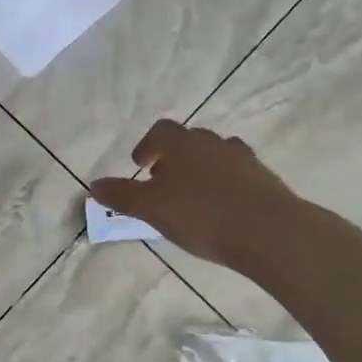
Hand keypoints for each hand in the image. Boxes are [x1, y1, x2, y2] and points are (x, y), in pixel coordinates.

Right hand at [89, 119, 299, 271]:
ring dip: (201, 170)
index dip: (147, 146)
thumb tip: (93, 185)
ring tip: (194, 197)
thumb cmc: (201, 215)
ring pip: (216, 156)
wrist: (268, 231)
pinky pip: (238, 175)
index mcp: (183, 143)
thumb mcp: (151, 208)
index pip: (160, 131)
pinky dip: (226, 185)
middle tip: (164, 182)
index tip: (141, 165)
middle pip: (189, 141)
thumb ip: (122, 195)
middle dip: (174, 158)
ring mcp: (243, 159)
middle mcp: (213, 142)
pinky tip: (222, 209)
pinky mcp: (265, 179)